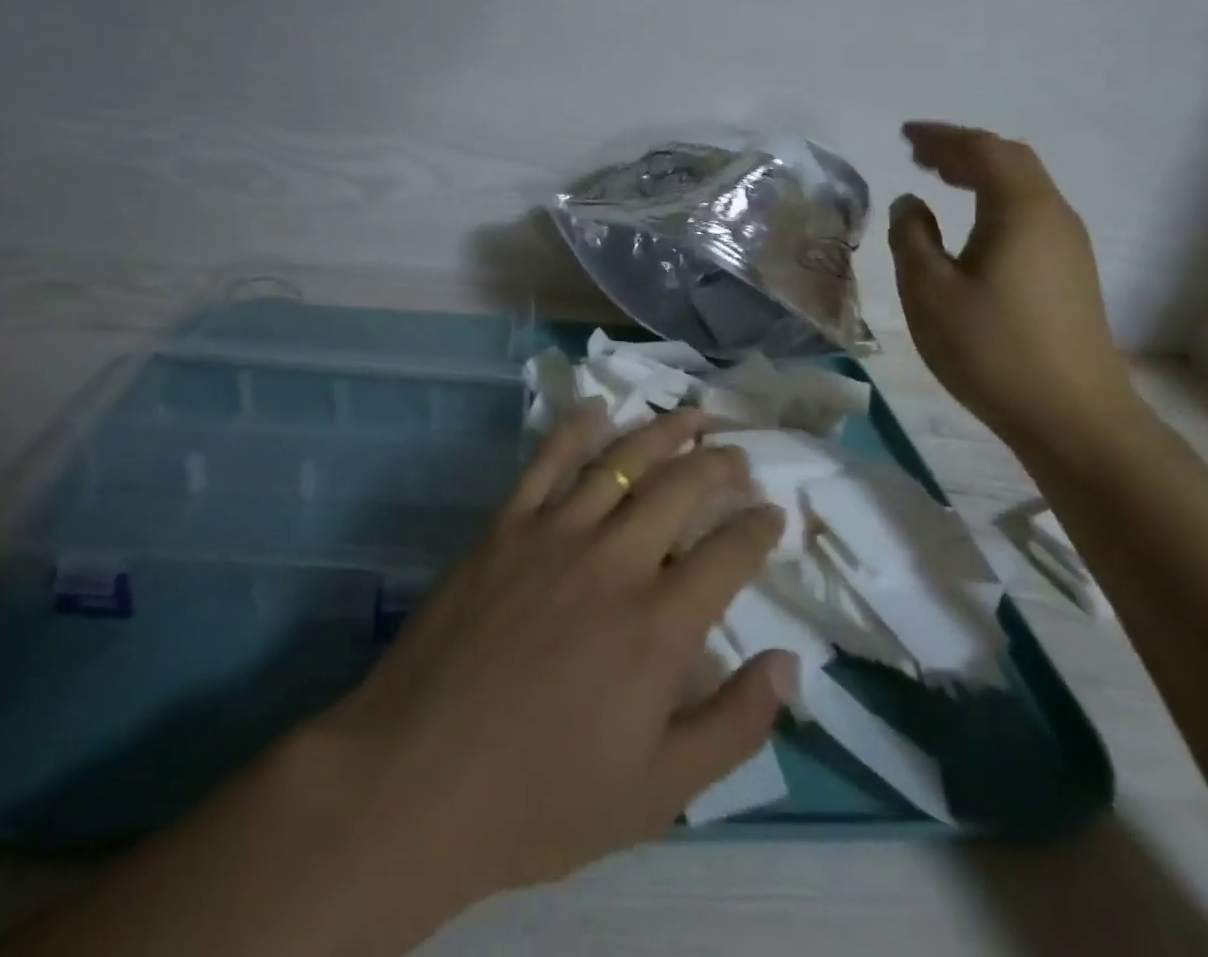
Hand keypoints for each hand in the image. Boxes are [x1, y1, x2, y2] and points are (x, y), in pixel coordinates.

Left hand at [313, 406, 791, 904]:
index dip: (758, 529)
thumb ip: (734, 725)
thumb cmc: (542, 798)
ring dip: (664, 432)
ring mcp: (554, 534)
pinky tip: (598, 409)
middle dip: (721, 466)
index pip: (730, 554)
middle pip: (681, 488)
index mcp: (659, 624)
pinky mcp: (504, 527)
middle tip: (740, 457)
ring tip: (692, 416)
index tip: (772, 515)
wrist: (417, 778)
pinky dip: (576, 429)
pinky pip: (547, 462)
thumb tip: (790, 665)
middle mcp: (614, 561)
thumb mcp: (658, 793)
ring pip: (622, 461)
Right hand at [889, 122, 1136, 449]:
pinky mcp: (1071, 273)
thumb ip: (912, 238)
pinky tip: (972, 225)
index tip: (905, 135)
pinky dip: (995, 201)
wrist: (1072, 416)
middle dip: (963, 150)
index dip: (942, 137)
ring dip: (981, 174)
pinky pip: (1029, 214)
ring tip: (940, 179)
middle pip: (1011, 161)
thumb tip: (910, 204)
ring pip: (1024, 188)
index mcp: (1021, 210)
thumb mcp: (929, 292)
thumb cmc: (991, 348)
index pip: (982, 150)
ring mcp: (1068, 246)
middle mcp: (1053, 216)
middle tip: (919, 154)